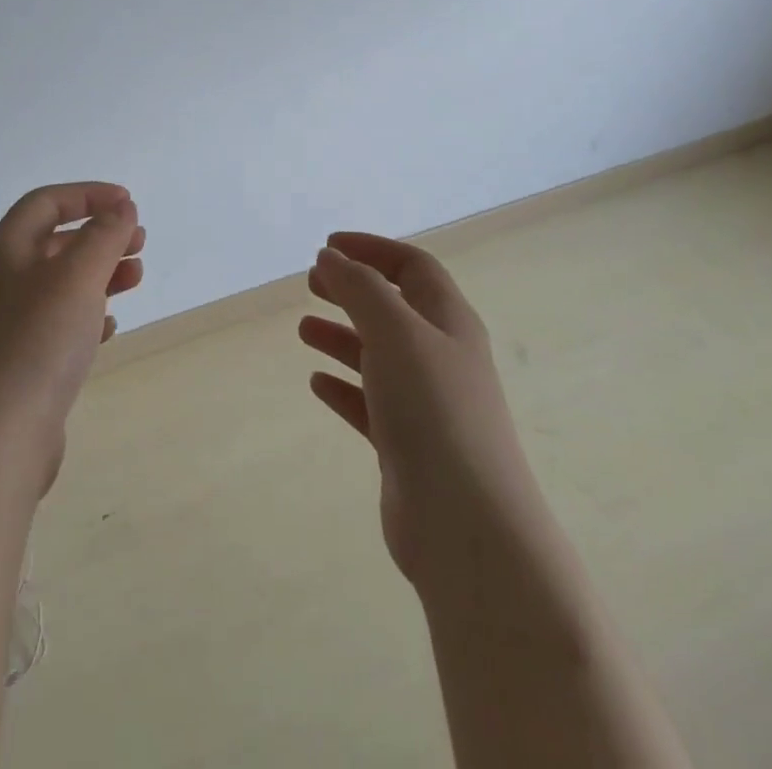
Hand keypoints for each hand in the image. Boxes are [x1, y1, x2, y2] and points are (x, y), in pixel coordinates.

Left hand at [0, 182, 144, 492]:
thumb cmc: (37, 341)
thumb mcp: (77, 276)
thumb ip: (104, 235)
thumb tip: (121, 208)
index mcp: (5, 249)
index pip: (47, 202)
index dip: (89, 195)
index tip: (129, 203)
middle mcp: (1, 280)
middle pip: (55, 242)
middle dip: (100, 236)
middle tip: (140, 244)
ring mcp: (7, 324)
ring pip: (60, 284)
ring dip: (100, 274)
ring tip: (136, 279)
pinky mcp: (19, 362)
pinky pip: (58, 324)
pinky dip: (88, 316)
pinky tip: (110, 328)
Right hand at [300, 234, 535, 589]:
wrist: (466, 525)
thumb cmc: (433, 410)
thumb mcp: (395, 332)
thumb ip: (360, 288)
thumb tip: (332, 256)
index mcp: (449, 322)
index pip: (413, 267)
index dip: (372, 249)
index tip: (327, 246)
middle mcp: (441, 357)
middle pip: (394, 307)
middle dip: (353, 289)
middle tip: (312, 283)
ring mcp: (426, 404)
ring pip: (379, 355)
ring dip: (343, 337)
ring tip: (304, 330)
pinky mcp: (408, 445)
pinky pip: (370, 403)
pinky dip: (344, 387)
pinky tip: (317, 384)